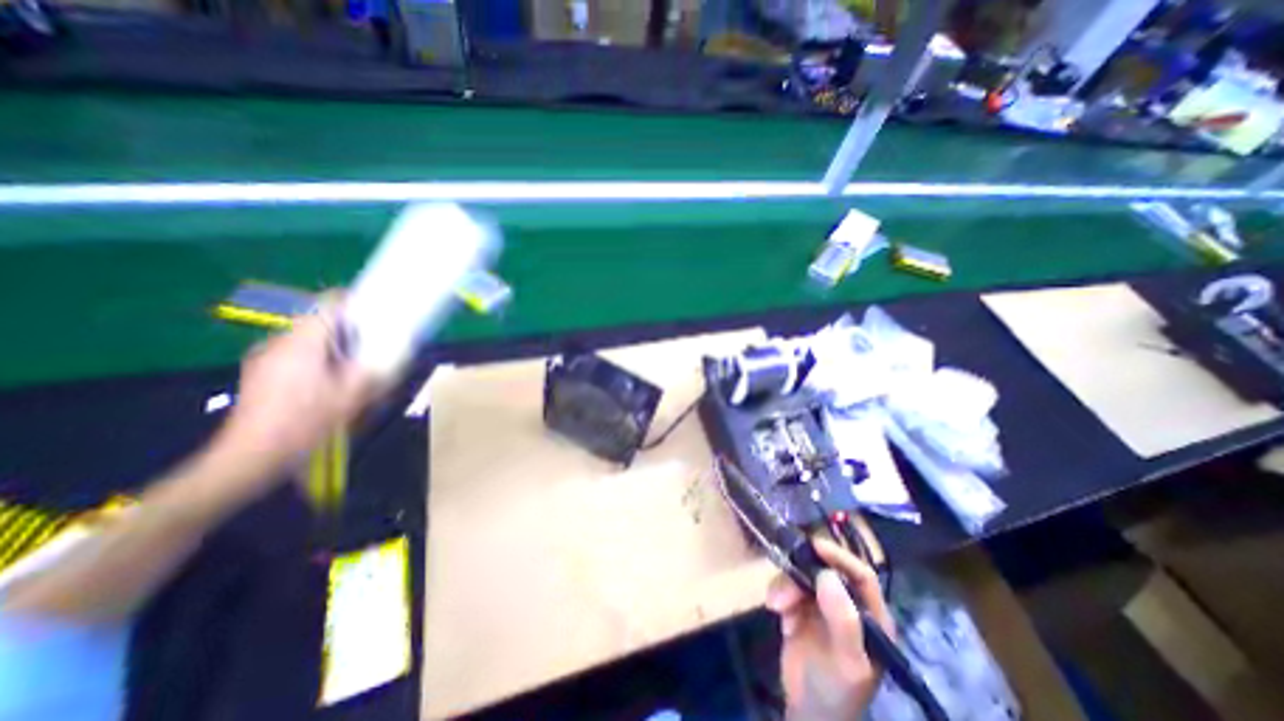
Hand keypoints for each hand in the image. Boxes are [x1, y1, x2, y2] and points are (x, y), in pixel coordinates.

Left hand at [207, 305, 378, 494]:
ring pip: (310, 339)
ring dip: (335, 348)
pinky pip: (297, 354)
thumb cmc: (305, 423)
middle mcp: (280, 342)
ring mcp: (266, 357)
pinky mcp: (261, 372)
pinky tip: (328, 385)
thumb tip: (396, 349)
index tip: (379, 315)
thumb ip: (375, 368)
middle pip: (322, 322)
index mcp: (302, 343)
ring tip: (353, 372)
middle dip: (351, 332)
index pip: (329, 305)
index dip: (357, 304)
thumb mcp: (351, 396)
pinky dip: (318, 360)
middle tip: (373, 350)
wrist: (250, 456)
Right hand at [760, 537, 894, 716]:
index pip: (862, 575)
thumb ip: (843, 621)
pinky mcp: (799, 605)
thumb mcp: (847, 661)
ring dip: (785, 586)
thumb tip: (827, 575)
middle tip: (784, 589)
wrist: (806, 710)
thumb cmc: (836, 690)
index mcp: (870, 616)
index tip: (815, 547)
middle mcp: (847, 603)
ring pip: (802, 574)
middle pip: (825, 570)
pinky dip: (779, 595)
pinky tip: (779, 616)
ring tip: (776, 606)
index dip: (841, 558)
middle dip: (801, 574)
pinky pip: (786, 585)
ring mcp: (821, 603)